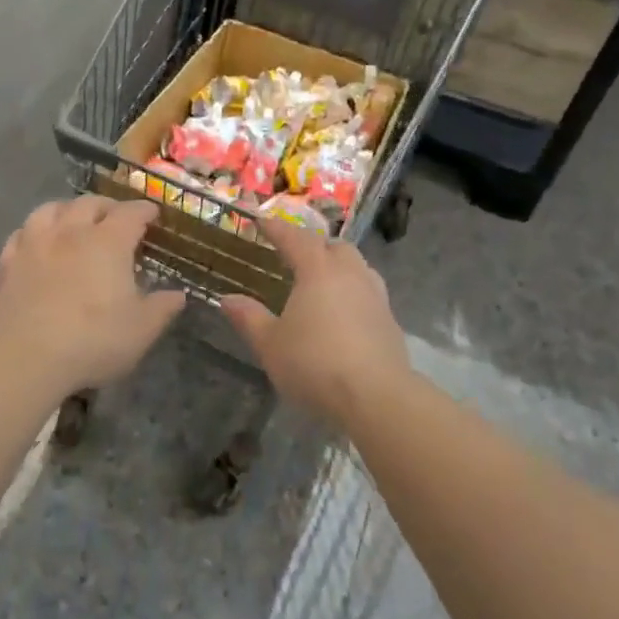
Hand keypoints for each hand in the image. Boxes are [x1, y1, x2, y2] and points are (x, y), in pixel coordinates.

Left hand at [0, 196, 184, 394]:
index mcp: (109, 241)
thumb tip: (178, 295)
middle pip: (90, 203)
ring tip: (74, 219)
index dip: (145, 210)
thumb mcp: (141, 330)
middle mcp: (72, 232)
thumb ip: (162, 308)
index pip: (131, 213)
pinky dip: (34, 231)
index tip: (153, 214)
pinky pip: (21, 233)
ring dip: (67, 209)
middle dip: (107, 206)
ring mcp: (36, 244)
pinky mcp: (9, 263)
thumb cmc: (93, 340)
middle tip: (116, 217)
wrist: (25, 357)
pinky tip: (37, 242)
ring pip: (51, 209)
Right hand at [220, 221, 410, 426]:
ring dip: (340, 266)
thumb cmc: (315, 364)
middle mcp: (350, 274)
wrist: (377, 397)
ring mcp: (375, 296)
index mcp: (318, 270)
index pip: (295, 238)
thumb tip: (228, 299)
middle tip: (297, 256)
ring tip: (324, 283)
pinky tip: (345, 314)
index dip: (276, 228)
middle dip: (315, 245)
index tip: (261, 221)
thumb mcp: (271, 345)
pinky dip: (354, 293)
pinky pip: (370, 293)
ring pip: (358, 267)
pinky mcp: (390, 321)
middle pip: (334, 246)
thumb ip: (249, 318)